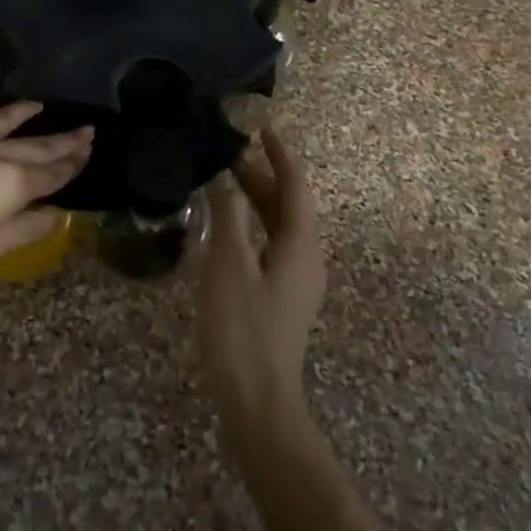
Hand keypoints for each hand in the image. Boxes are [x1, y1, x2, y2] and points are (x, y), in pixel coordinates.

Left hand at [0, 102, 92, 309]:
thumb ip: (26, 226)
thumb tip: (53, 215)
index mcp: (9, 182)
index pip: (50, 171)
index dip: (72, 163)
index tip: (89, 150)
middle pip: (34, 144)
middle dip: (62, 140)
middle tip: (86, 130)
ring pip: (1, 123)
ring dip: (23, 115)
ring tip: (40, 106)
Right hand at [198, 127, 325, 453]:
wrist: (258, 401)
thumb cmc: (243, 329)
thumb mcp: (229, 266)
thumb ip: (227, 218)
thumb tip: (223, 180)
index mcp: (301, 246)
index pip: (295, 187)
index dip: (280, 156)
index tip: (262, 129)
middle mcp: (306, 259)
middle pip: (289, 206)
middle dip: (263, 176)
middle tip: (229, 153)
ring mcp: (296, 281)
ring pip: (280, 227)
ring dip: (257, 200)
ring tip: (225, 181)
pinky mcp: (282, 299)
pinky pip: (271, 246)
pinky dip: (253, 225)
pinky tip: (228, 228)